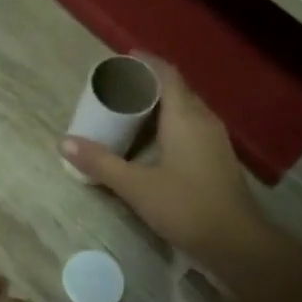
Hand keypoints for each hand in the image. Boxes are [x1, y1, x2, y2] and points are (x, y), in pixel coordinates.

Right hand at [62, 58, 276, 277]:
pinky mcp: (218, 157)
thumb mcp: (136, 186)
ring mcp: (215, 139)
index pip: (166, 74)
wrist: (237, 242)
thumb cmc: (186, 207)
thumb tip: (64, 142)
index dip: (146, 62)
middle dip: (149, 83)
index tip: (123, 59)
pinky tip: (154, 141)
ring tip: (132, 110)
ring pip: (186, 108)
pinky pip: (192, 125)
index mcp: (185, 117)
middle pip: (177, 88)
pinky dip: (171, 122)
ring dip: (161, 104)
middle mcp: (203, 120)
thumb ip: (101, 162)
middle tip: (119, 88)